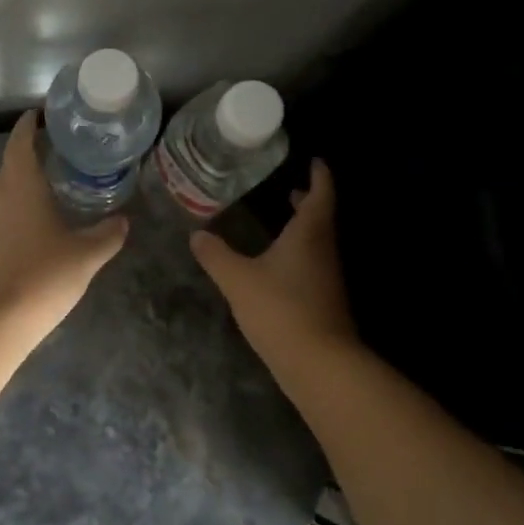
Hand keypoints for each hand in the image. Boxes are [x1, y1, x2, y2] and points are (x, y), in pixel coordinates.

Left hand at [0, 111, 127, 339]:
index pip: (20, 142)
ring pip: (7, 184)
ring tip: (55, 173)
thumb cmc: (43, 274)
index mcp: (22, 184)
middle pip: (11, 160)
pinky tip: (43, 211)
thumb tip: (123, 220)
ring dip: (25, 173)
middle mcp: (2, 194)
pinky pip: (7, 205)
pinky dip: (22, 197)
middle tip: (59, 142)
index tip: (42, 113)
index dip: (28, 125)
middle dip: (30, 147)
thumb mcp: (86, 253)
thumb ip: (107, 234)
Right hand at [190, 159, 356, 365]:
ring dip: (303, 227)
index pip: (321, 194)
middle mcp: (323, 250)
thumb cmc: (281, 309)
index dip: (319, 175)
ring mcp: (326, 277)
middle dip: (308, 201)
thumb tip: (196, 234)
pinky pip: (312, 263)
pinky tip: (278, 262)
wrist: (319, 364)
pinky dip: (299, 251)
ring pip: (317, 242)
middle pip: (321, 217)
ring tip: (283, 218)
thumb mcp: (237, 279)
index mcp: (309, 234)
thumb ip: (216, 255)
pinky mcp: (323, 300)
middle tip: (292, 188)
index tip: (314, 160)